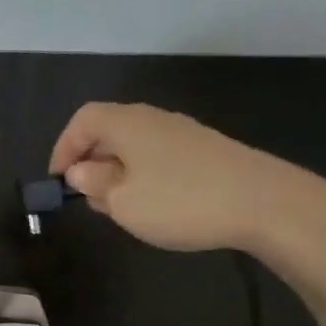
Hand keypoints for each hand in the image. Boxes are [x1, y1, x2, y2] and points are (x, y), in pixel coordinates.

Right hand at [49, 101, 322, 251]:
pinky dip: (146, 175)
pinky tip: (156, 204)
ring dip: (118, 171)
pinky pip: (160, 156)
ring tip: (118, 206)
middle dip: (91, 162)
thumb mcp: (123, 201)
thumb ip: (94, 184)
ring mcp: (184, 133)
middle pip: (109, 130)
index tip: (57, 181)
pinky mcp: (208, 151)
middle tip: (86, 197)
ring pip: (136, 145)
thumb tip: (81, 171)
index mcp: (126, 123)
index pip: (82, 121)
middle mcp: (153, 119)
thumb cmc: (181, 201)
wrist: (268, 204)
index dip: (63, 148)